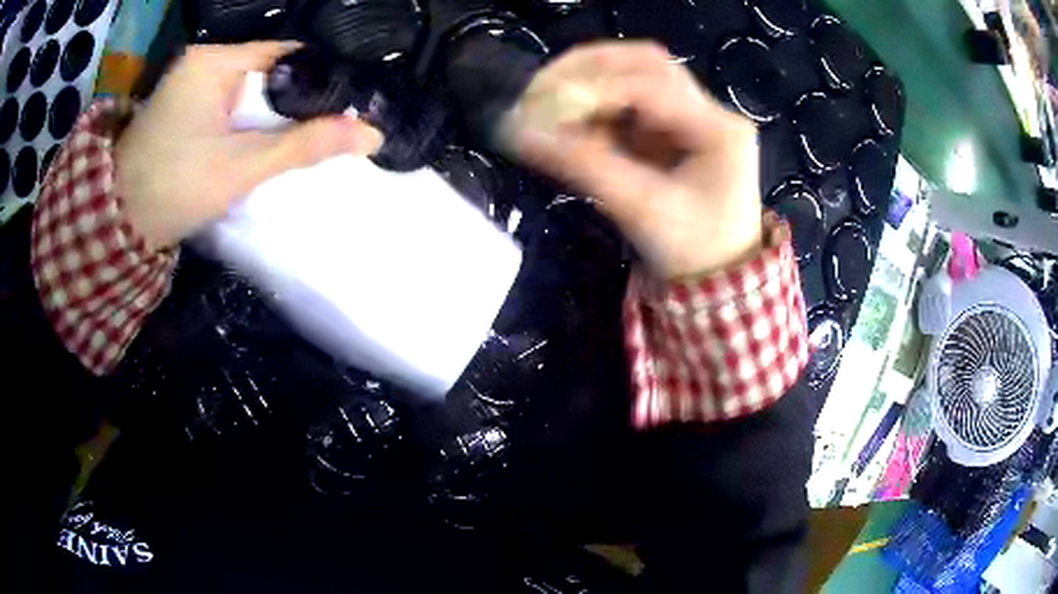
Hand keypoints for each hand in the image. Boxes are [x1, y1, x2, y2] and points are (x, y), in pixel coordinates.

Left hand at [115, 42, 383, 249]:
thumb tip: (371, 133)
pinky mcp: (185, 105)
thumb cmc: (172, 189)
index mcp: (213, 60)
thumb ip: (302, 146)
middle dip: (295, 99)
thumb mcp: (240, 167)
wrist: (118, 225)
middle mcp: (203, 61)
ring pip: (251, 89)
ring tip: (306, 133)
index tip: (345, 103)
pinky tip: (267, 138)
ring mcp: (192, 82)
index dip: (317, 78)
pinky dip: (251, 120)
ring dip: (273, 112)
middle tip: (329, 124)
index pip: (284, 54)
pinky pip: (232, 102)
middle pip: (268, 70)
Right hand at [503, 42, 761, 278]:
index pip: (649, 85)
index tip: (538, 107)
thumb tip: (519, 134)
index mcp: (719, 130)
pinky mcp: (675, 127)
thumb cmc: (691, 251)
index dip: (589, 88)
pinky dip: (596, 107)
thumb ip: (583, 166)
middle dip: (586, 71)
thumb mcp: (640, 210)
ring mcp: (694, 115)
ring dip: (588, 84)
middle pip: (645, 64)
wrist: (720, 276)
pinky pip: (630, 101)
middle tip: (538, 93)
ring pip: (636, 75)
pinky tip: (570, 123)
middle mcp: (710, 111)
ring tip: (546, 108)